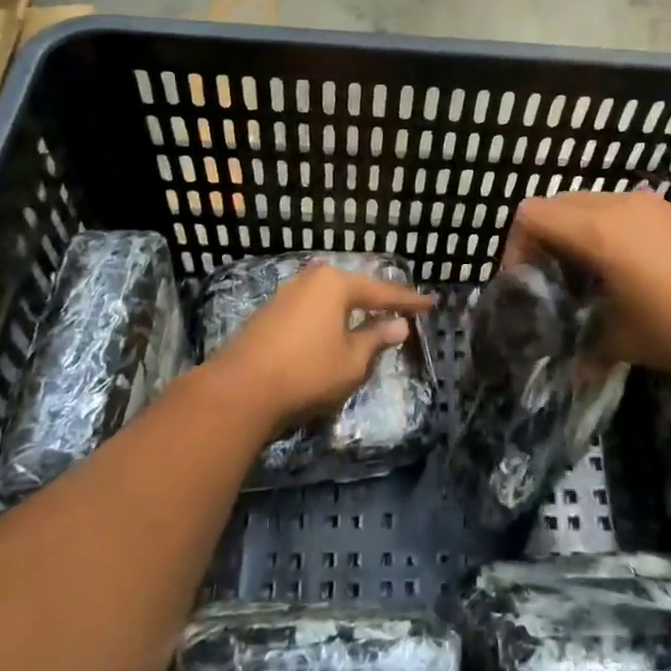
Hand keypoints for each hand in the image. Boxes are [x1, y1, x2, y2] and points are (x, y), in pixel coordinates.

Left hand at [208, 264, 434, 432]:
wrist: (239, 391)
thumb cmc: (306, 372)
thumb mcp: (352, 360)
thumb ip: (377, 339)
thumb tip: (399, 324)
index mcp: (336, 283)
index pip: (382, 292)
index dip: (408, 301)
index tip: (431, 303)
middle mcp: (311, 279)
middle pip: (354, 288)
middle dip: (378, 299)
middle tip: (402, 308)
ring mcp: (287, 294)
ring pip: (331, 298)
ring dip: (352, 309)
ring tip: (373, 317)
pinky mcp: (270, 313)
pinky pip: (312, 309)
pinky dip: (330, 318)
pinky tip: (336, 329)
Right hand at [503, 189, 670, 385]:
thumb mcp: (618, 340)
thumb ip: (582, 343)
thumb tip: (572, 364)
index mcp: (597, 229)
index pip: (532, 214)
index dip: (516, 245)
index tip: (526, 282)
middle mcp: (621, 204)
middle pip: (559, 203)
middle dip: (546, 237)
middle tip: (553, 278)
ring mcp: (654, 204)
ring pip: (594, 202)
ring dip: (580, 231)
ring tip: (593, 275)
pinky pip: (628, 210)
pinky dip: (613, 229)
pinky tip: (634, 270)